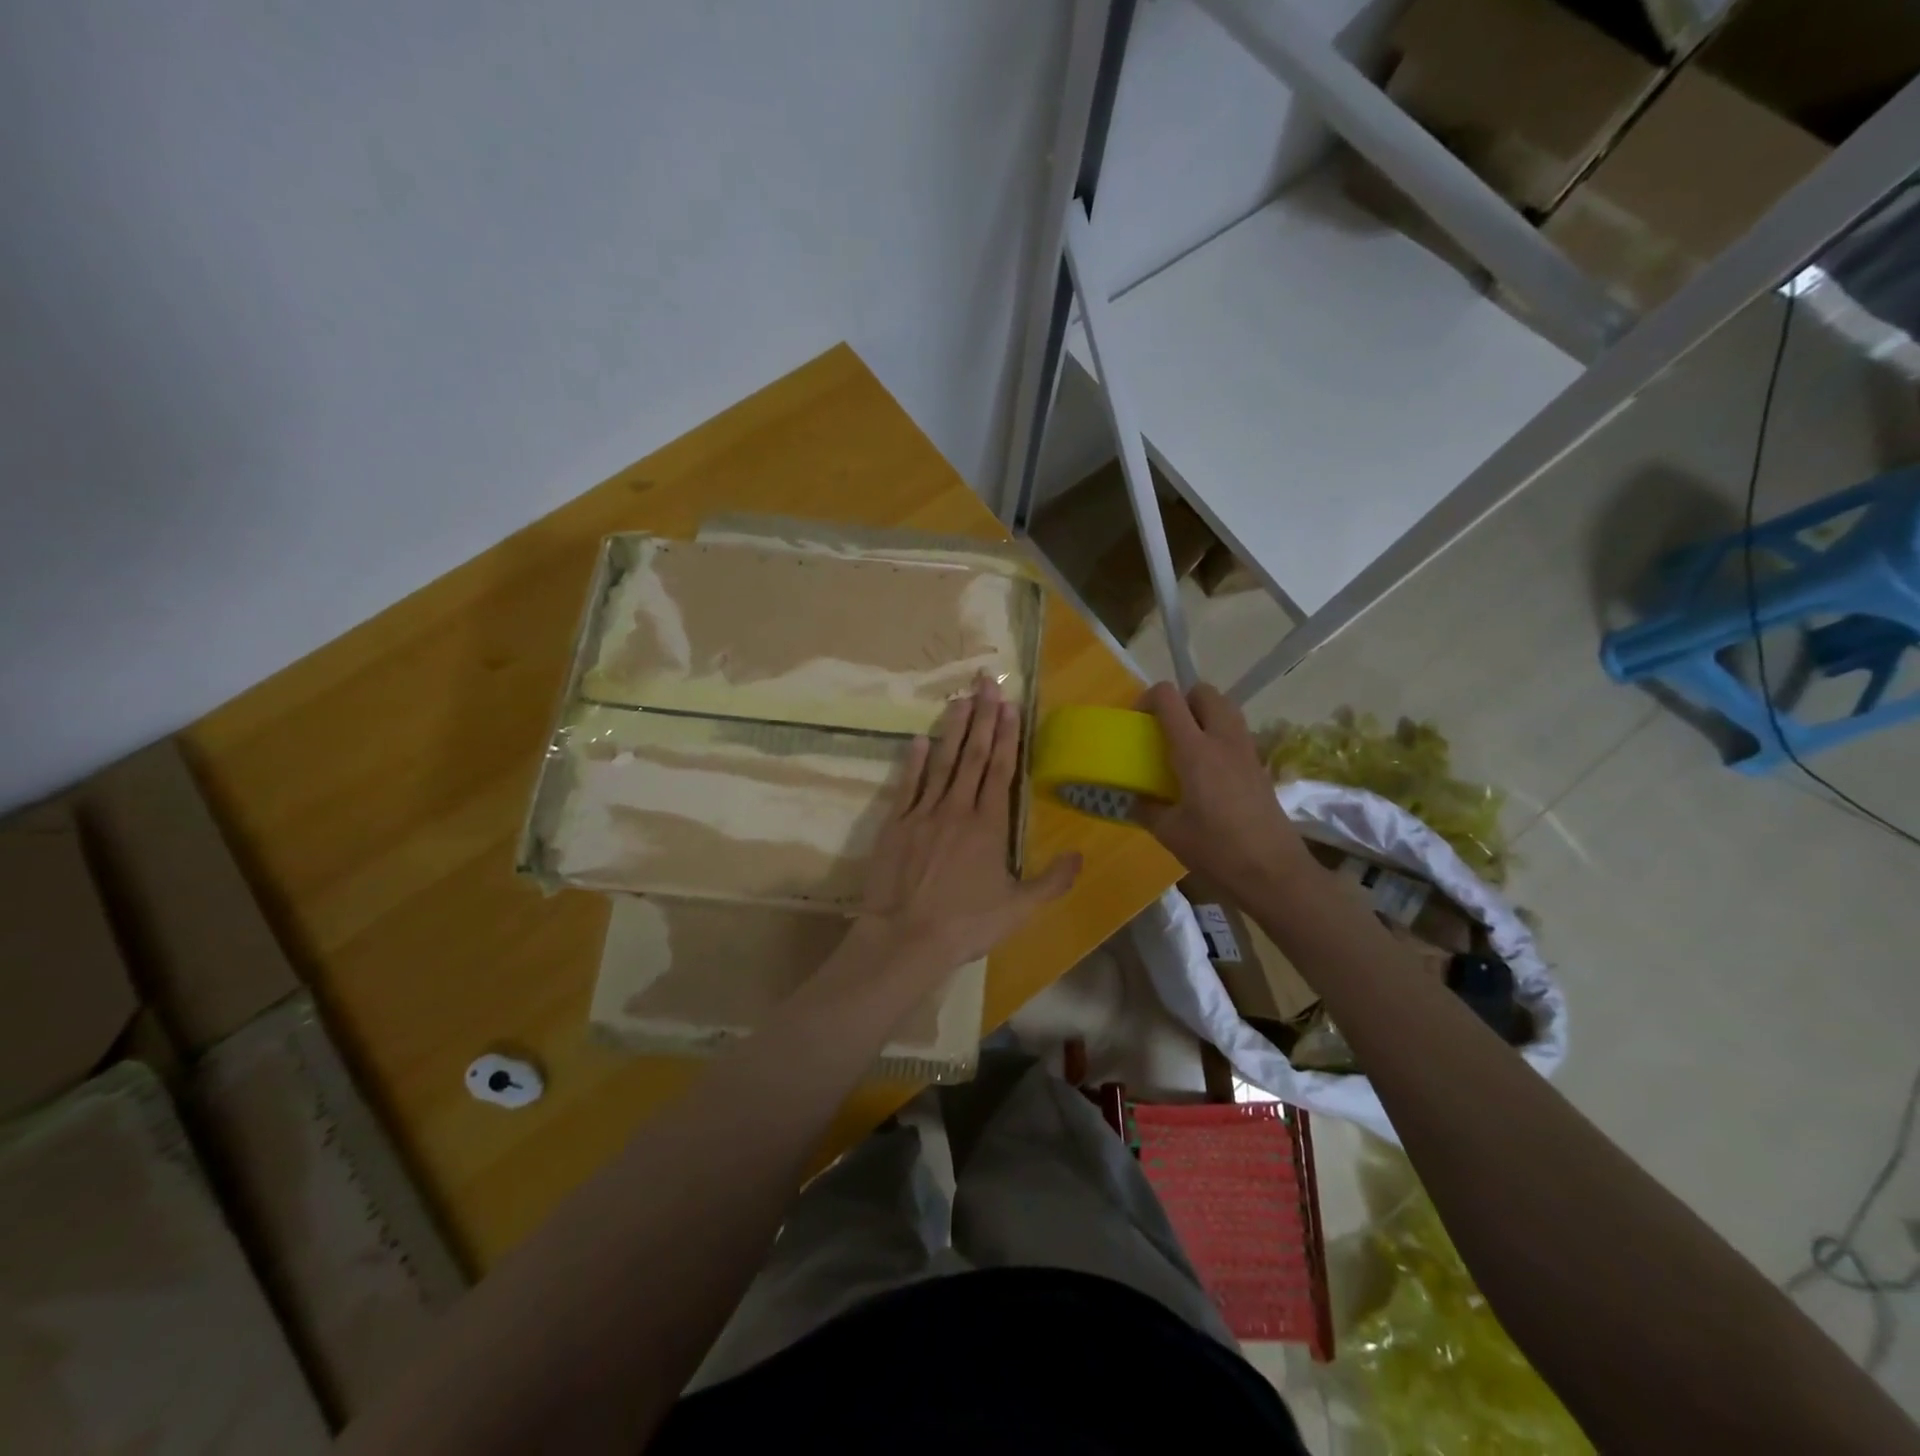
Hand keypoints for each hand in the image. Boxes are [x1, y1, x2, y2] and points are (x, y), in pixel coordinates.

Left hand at [858, 679, 1079, 973]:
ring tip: (960, 699)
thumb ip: (1052, 881)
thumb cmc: (966, 923)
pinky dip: (913, 761)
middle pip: (972, 755)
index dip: (1006, 736)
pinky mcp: (895, 824)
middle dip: (982, 717)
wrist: (906, 937)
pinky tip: (918, 740)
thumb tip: (1079, 856)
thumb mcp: (1019, 909)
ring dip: (952, 729)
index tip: (1009, 706)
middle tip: (987, 683)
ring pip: (942, 762)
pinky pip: (907, 785)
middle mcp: (957, 808)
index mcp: (988, 824)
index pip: (1000, 769)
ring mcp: (923, 813)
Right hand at [1136, 681, 1308, 899]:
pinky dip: (1219, 736)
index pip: (1170, 699)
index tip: (1138, 721)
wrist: (1274, 873)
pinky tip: (1208, 771)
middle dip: (1182, 700)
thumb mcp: (1170, 833)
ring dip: (1204, 714)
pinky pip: (1236, 733)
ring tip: (1187, 745)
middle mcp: (1223, 740)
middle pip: (1204, 692)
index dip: (1149, 698)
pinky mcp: (1260, 766)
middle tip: (1166, 729)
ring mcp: (1246, 751)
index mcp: (1195, 751)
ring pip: (1226, 708)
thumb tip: (1134, 799)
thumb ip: (1147, 809)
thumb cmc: (1217, 851)